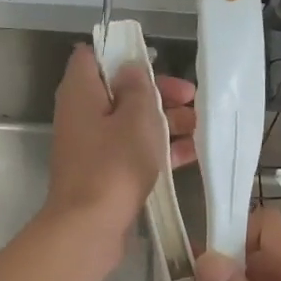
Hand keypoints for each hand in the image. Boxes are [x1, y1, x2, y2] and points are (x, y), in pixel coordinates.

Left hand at [43, 44, 195, 267]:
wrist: (89, 227)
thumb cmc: (114, 164)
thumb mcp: (137, 118)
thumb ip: (138, 88)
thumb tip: (130, 69)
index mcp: (81, 92)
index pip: (92, 56)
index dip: (122, 53)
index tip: (154, 60)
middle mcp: (81, 115)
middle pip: (119, 91)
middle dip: (157, 93)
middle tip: (191, 98)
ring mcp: (91, 146)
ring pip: (130, 123)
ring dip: (164, 122)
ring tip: (199, 127)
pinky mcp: (103, 173)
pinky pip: (132, 151)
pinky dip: (158, 149)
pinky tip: (192, 153)